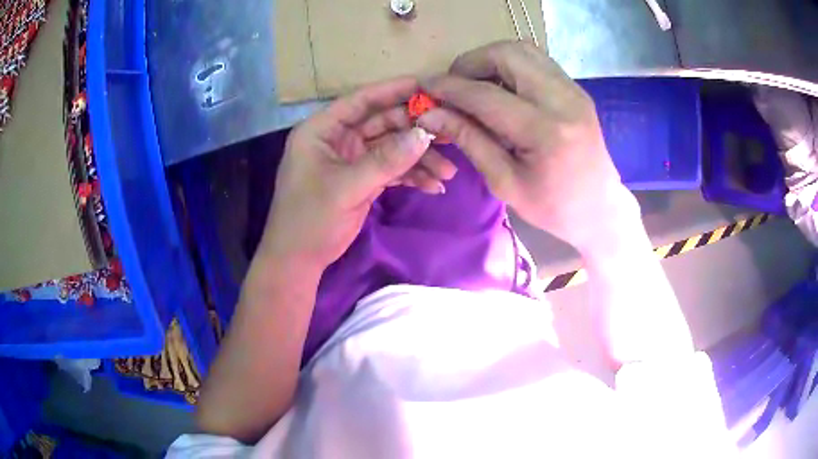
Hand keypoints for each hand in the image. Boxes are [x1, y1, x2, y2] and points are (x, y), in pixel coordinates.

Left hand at [259, 77, 454, 268]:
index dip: (394, 91)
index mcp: (322, 129)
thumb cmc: (310, 219)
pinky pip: (391, 170)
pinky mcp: (362, 179)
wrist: (299, 260)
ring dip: (419, 158)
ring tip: (448, 172)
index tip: (428, 86)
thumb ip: (385, 160)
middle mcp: (338, 139)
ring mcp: (351, 160)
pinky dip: (411, 176)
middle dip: (416, 130)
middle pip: (383, 123)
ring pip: (391, 148)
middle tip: (450, 133)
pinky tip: (433, 186)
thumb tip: (425, 135)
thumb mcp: (346, 188)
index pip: (361, 101)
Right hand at [417, 41, 630, 251]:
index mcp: (546, 132)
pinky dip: (510, 65)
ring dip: (491, 60)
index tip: (425, 86)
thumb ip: (469, 140)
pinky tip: (500, 88)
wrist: (600, 208)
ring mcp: (573, 90)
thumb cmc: (554, 207)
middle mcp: (564, 100)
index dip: (450, 88)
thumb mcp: (505, 182)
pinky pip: (536, 61)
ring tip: (475, 84)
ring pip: (523, 50)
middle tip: (454, 85)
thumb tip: (431, 114)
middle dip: (471, 63)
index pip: (487, 95)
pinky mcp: (575, 88)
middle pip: (508, 54)